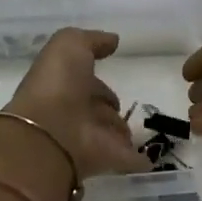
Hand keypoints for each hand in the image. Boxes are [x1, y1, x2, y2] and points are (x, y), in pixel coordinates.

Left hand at [4, 28, 147, 178]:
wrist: (52, 133)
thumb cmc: (58, 84)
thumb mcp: (70, 45)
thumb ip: (92, 40)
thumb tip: (113, 40)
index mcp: (64, 86)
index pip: (85, 82)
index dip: (95, 81)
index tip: (109, 77)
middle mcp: (74, 113)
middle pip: (97, 110)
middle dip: (108, 108)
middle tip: (119, 108)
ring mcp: (89, 139)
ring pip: (110, 134)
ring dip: (120, 133)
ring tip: (133, 133)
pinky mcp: (106, 160)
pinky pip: (127, 159)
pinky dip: (138, 160)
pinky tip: (149, 160)